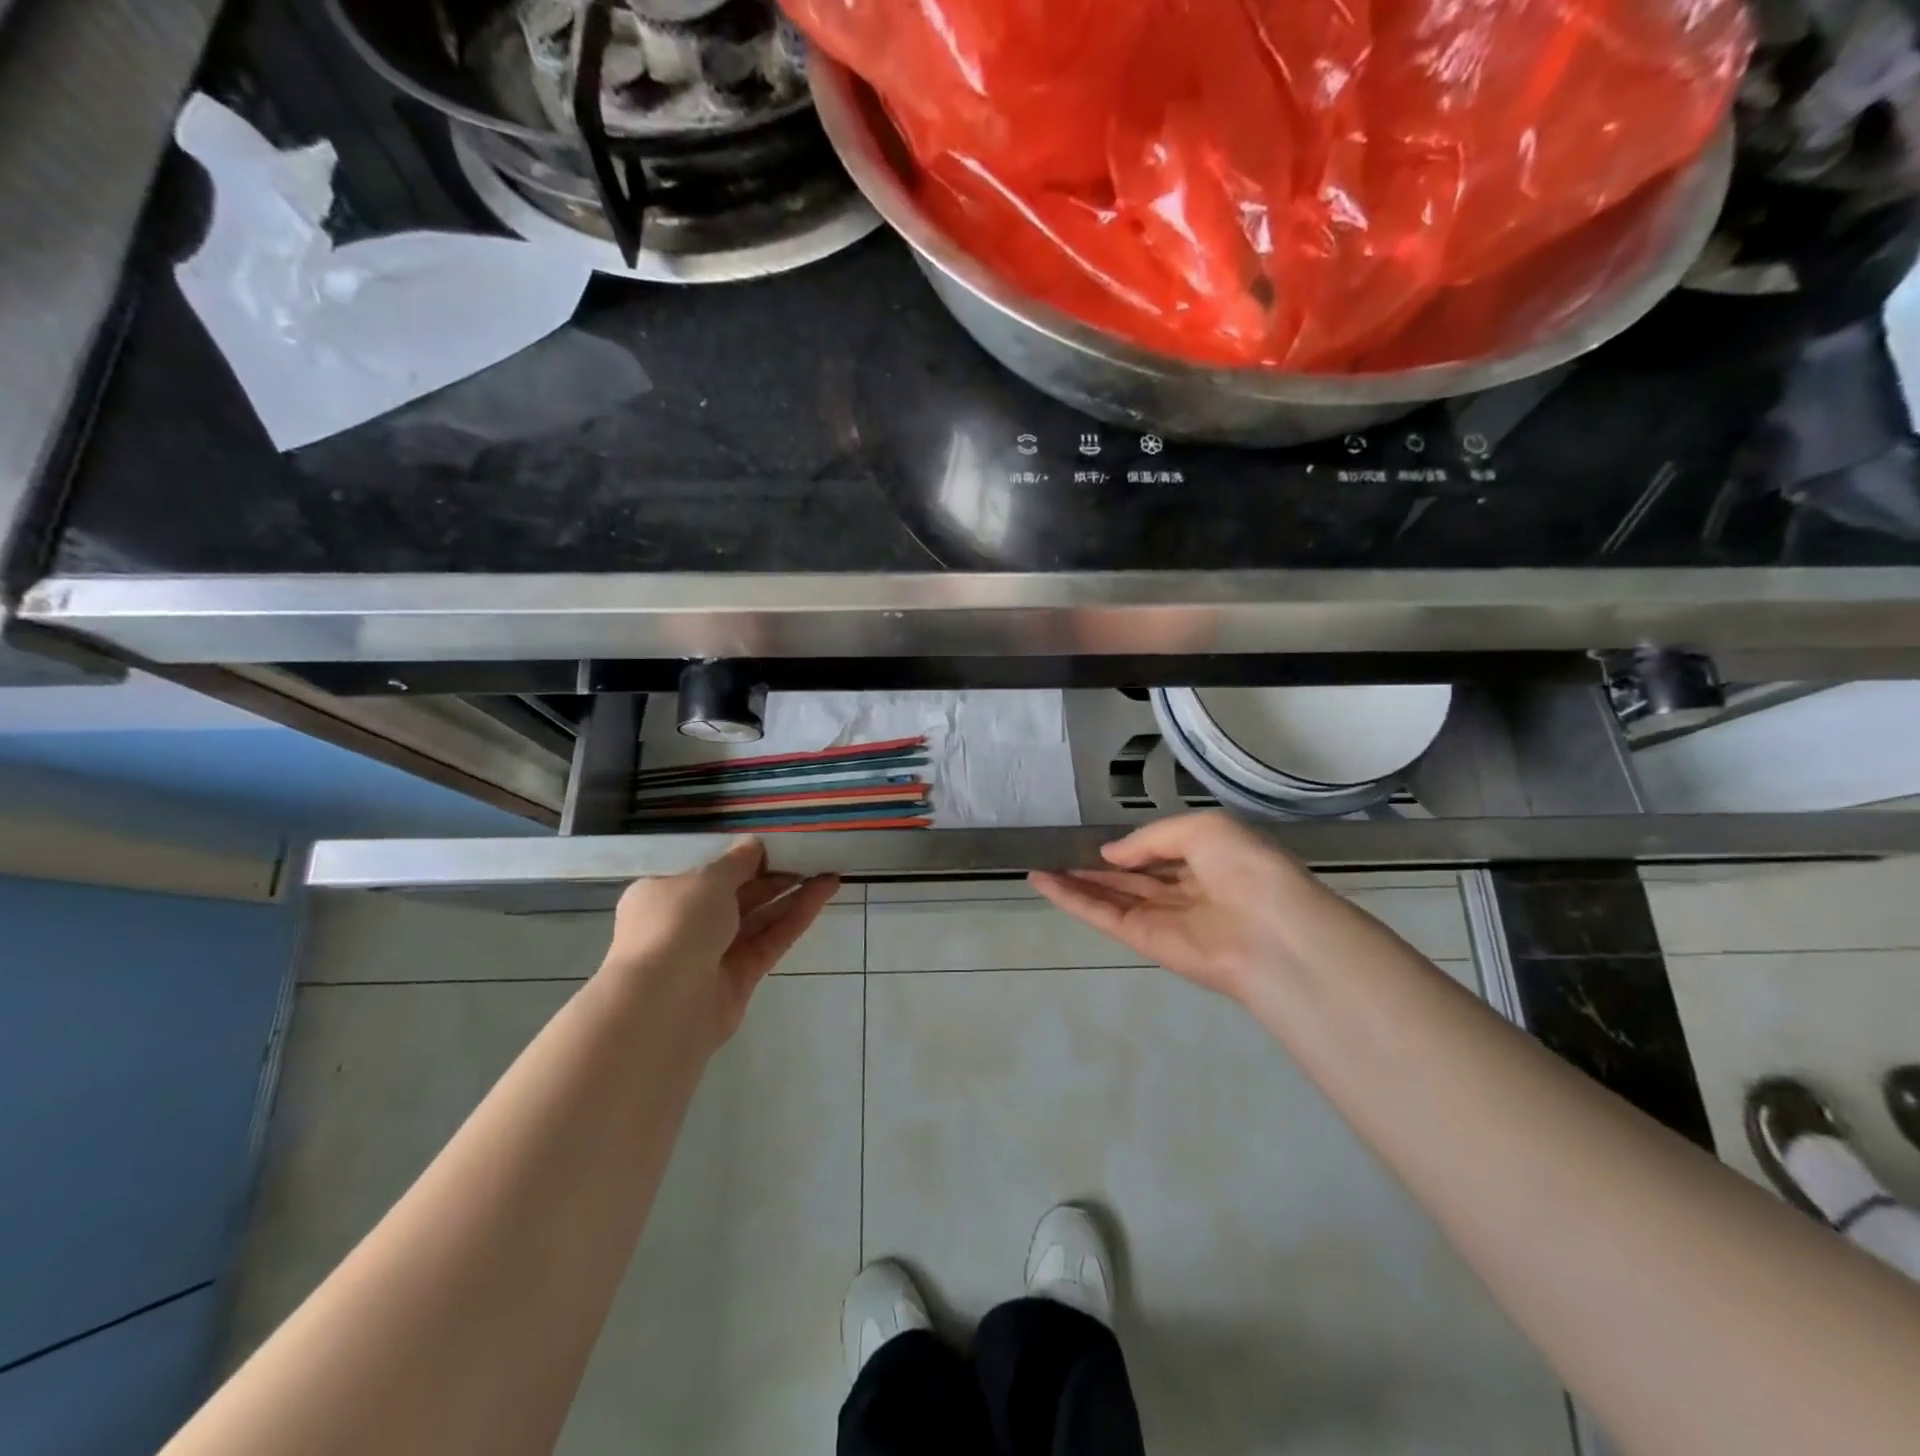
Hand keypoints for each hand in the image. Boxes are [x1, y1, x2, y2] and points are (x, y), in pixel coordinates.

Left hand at [601, 841, 839, 1048]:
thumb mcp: (707, 880)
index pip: (705, 875)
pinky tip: (822, 896)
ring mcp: (712, 955)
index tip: (773, 848)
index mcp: (663, 895)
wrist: (663, 1003)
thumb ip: (736, 862)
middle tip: (810, 859)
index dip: (740, 861)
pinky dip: (794, 919)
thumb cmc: (676, 925)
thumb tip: (753, 845)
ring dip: (791, 897)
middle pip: (736, 896)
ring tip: (828, 875)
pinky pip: (769, 942)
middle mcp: (685, 925)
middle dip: (773, 877)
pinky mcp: (738, 979)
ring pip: (758, 920)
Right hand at [1030, 811, 1336, 1003]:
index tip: (1092, 836)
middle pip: (1130, 876)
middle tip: (1055, 851)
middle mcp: (1184, 890)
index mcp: (1208, 861)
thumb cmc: (1247, 868)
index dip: (1128, 845)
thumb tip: (1109, 854)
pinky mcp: (1144, 941)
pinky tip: (1043, 882)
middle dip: (1094, 866)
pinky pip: (1103, 915)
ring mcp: (1162, 918)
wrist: (1271, 933)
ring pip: (1110, 896)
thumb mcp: (1202, 829)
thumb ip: (1150, 839)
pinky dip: (1072, 900)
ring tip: (1038, 865)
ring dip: (1075, 881)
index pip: (1160, 851)